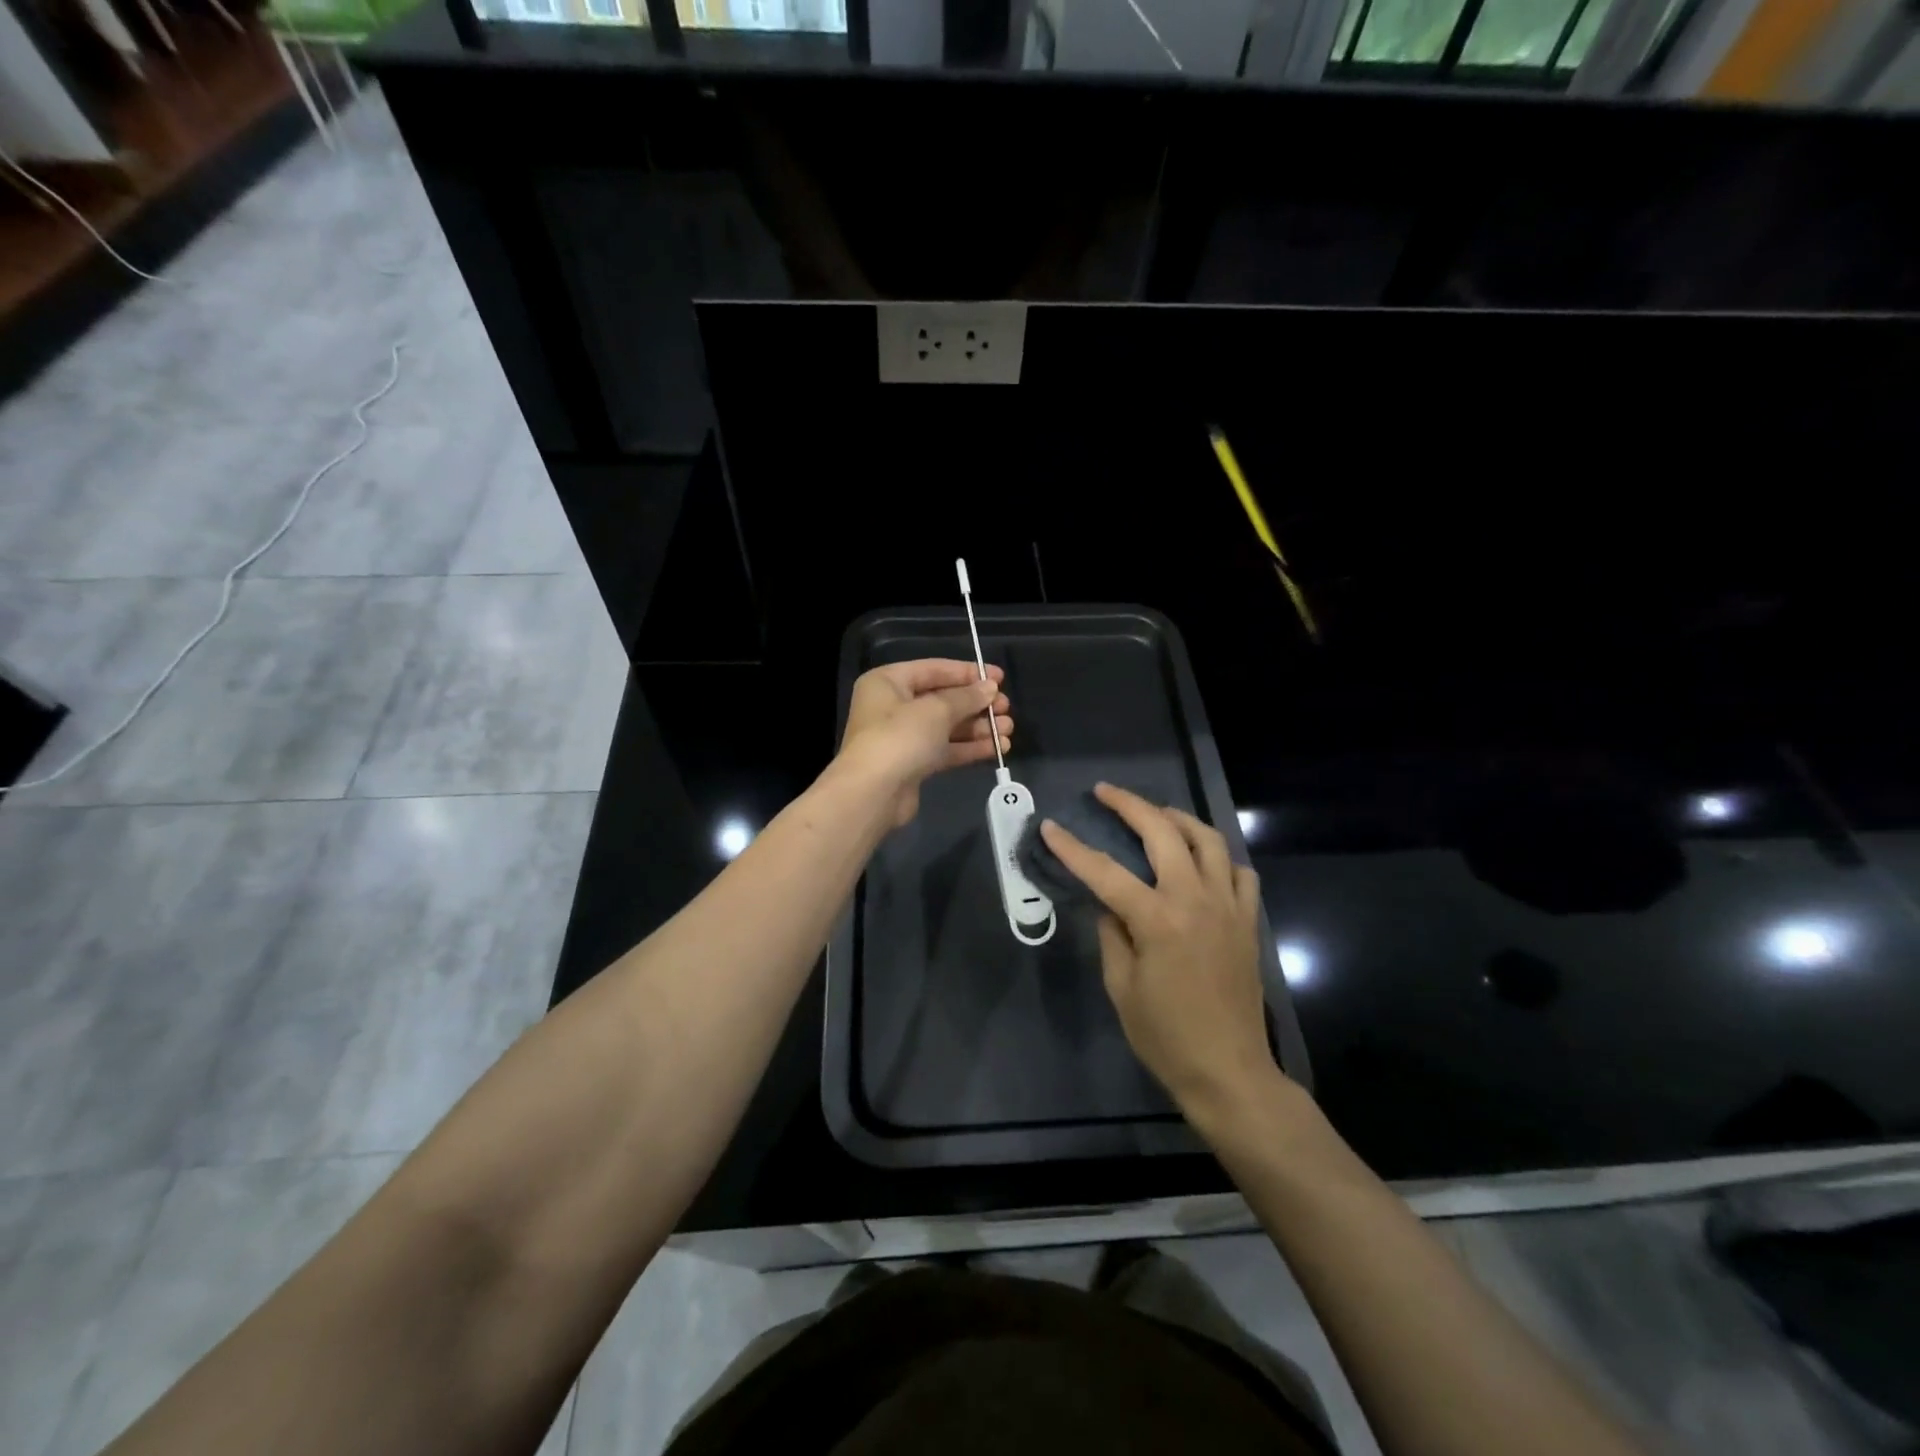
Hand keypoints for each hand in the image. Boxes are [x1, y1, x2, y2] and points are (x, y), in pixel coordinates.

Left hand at [838, 659, 1012, 826]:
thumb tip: (990, 688)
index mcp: (888, 682)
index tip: (1000, 678)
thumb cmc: (900, 738)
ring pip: (947, 726)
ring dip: (978, 727)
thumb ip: (966, 697)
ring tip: (1008, 729)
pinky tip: (997, 748)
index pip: (934, 669)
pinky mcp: (913, 764)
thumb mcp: (937, 710)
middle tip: (1006, 708)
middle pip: (942, 699)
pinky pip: (945, 749)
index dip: (969, 673)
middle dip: (976, 704)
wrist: (873, 794)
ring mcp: (902, 737)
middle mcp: (892, 706)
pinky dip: (969, 747)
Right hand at [1039, 783, 1278, 1115]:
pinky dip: (1217, 856)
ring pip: (1208, 839)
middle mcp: (1195, 900)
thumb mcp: (1121, 987)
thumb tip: (1109, 904)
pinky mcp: (1248, 920)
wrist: (1229, 1071)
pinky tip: (1201, 860)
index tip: (1050, 826)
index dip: (1073, 847)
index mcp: (1157, 920)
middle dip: (1130, 805)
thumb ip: (1112, 934)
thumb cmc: (1165, 1035)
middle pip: (1162, 833)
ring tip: (1155, 814)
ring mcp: (1228, 906)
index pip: (1105, 871)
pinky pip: (1238, 871)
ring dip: (1178, 818)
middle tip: (1105, 793)